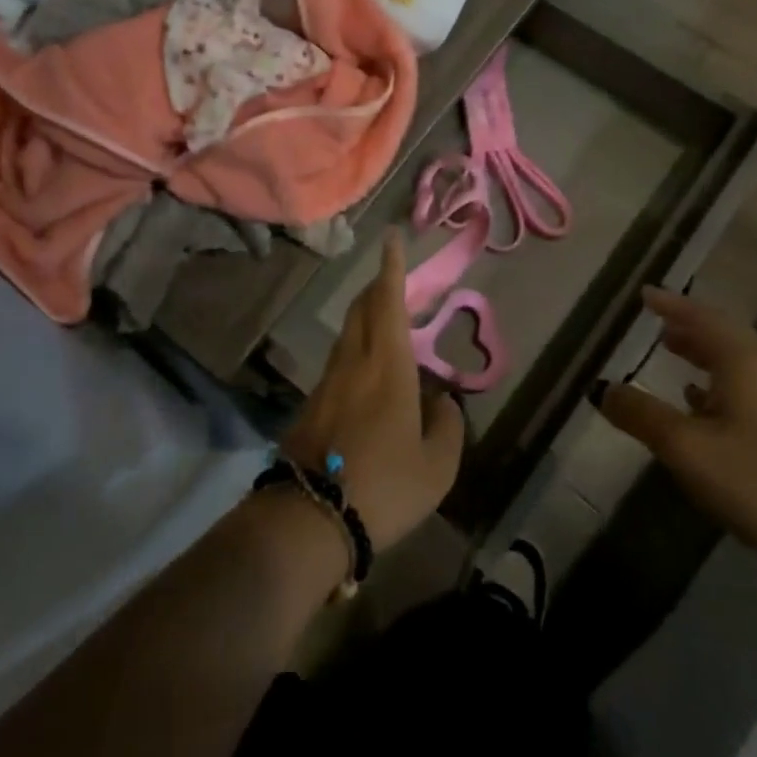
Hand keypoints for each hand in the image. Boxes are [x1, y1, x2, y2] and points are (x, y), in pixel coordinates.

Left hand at [282, 232, 463, 552]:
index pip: (387, 301)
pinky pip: (339, 361)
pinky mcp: (311, 404)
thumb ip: (447, 427)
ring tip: (387, 322)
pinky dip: (357, 349)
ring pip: (348, 334)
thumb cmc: (383, 486)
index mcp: (387, 365)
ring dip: (366, 317)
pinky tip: (370, 373)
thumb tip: (444, 402)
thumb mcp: (436, 466)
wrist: (309, 518)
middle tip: (395, 278)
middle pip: (362, 309)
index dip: (390, 268)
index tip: (389, 238)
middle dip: (378, 287)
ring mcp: (326, 382)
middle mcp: (353, 362)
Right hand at [594, 288, 756, 570]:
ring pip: (737, 364)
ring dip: (703, 353)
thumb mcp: (688, 449)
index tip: (645, 294)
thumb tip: (601, 388)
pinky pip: (747, 390)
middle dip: (689, 326)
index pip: (704, 319)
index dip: (672, 305)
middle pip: (725, 336)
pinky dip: (718, 384)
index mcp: (744, 365)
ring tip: (673, 354)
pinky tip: (702, 407)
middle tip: (657, 322)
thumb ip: (642, 416)